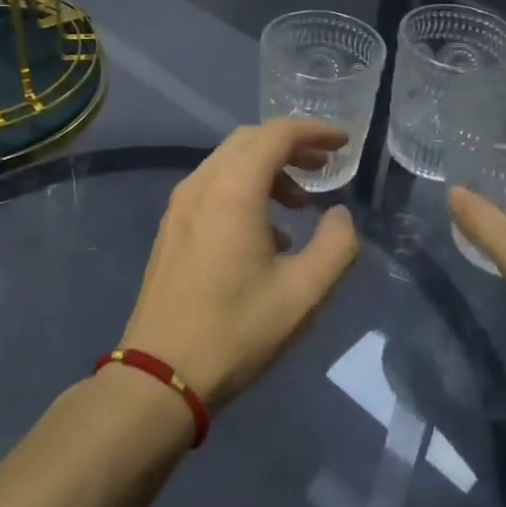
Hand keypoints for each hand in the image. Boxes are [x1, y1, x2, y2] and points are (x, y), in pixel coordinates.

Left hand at [120, 119, 360, 410]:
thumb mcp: (303, 293)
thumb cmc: (236, 330)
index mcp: (232, 189)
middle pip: (249, 141)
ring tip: (300, 205)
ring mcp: (179, 205)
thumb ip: (336, 245)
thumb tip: (340, 215)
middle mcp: (201, 184)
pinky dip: (243, 188)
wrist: (160, 375)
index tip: (344, 143)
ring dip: (267, 169)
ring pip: (228, 163)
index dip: (314, 131)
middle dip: (291, 146)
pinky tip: (264, 232)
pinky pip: (212, 187)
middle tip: (325, 167)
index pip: (277, 135)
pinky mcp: (170, 227)